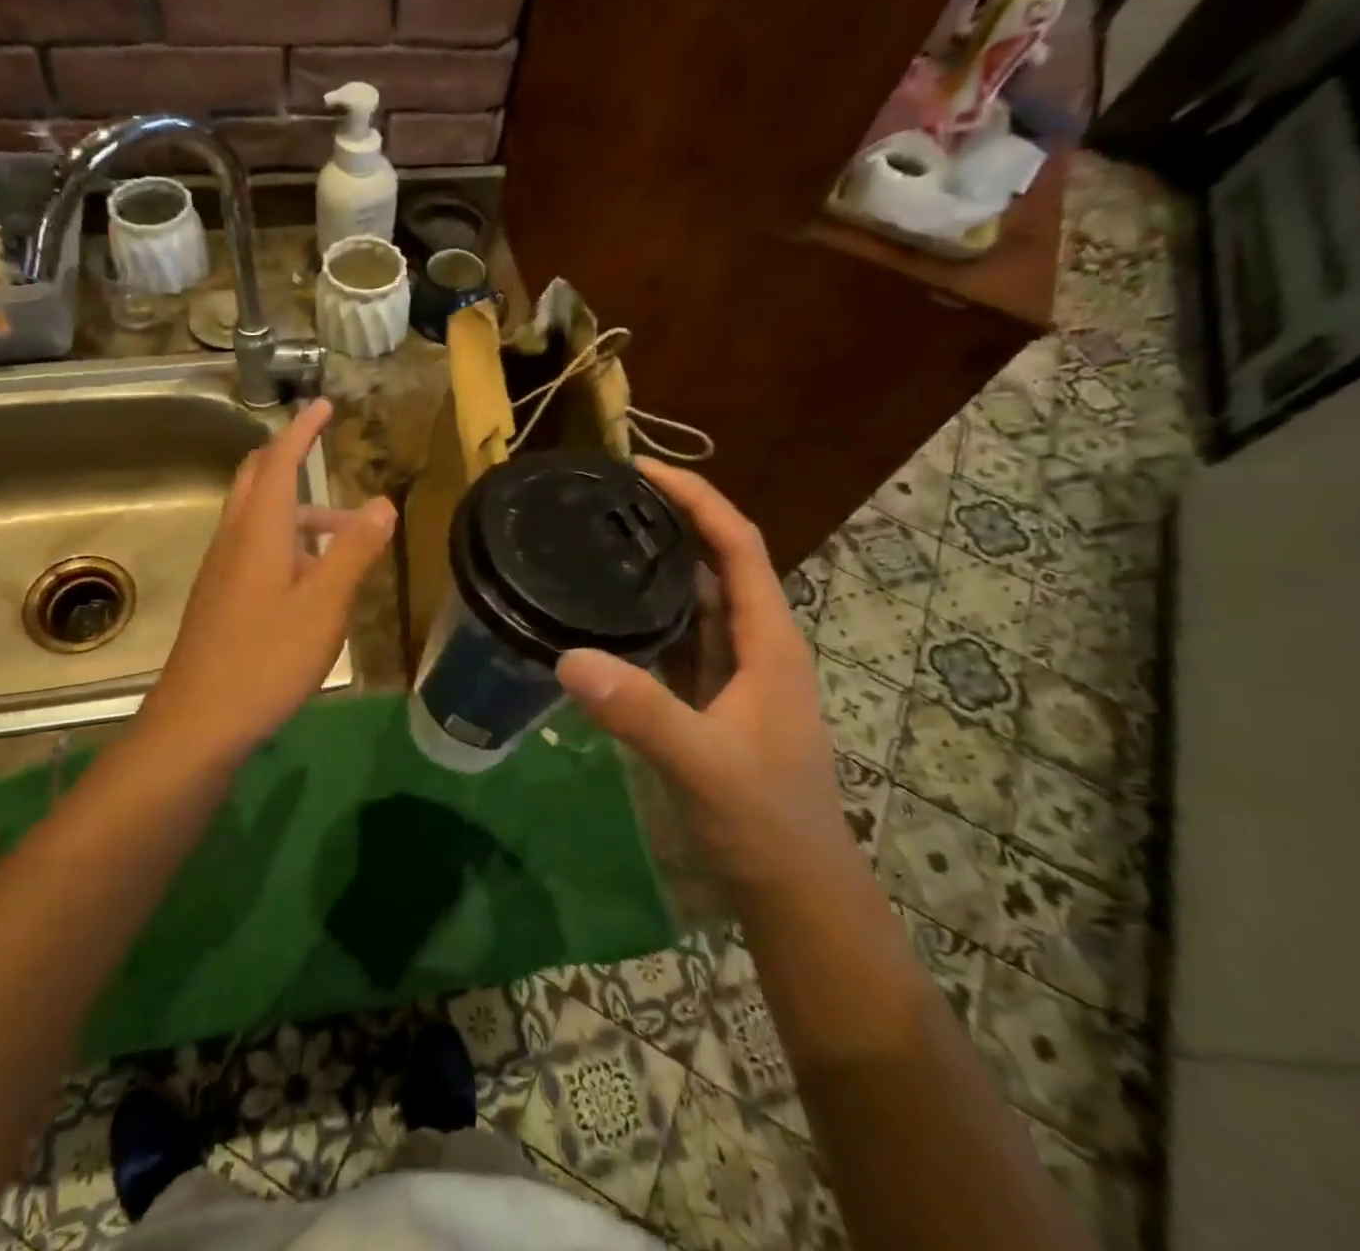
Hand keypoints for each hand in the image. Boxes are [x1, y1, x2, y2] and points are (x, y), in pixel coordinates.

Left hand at [141, 398, 394, 756]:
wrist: (198, 722)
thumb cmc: (266, 658)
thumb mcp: (324, 605)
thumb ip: (354, 551)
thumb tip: (383, 502)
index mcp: (258, 531)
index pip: (278, 462)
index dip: (302, 430)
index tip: (323, 404)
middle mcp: (233, 540)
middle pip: (255, 480)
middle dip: (288, 457)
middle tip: (322, 447)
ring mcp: (222, 571)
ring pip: (258, 518)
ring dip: (298, 510)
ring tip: (347, 534)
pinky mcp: (220, 599)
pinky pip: (254, 549)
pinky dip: (286, 541)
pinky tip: (312, 578)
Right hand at [555, 458, 854, 899]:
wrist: (792, 890)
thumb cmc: (764, 821)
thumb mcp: (702, 764)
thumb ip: (640, 711)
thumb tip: (568, 658)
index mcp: (768, 642)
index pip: (739, 546)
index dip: (698, 499)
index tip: (644, 469)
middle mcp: (755, 645)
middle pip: (717, 562)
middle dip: (672, 521)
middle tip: (608, 498)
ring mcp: (734, 674)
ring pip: (696, 601)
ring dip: (658, 566)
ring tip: (601, 539)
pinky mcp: (711, 699)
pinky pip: (678, 639)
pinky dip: (648, 615)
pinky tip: (607, 612)